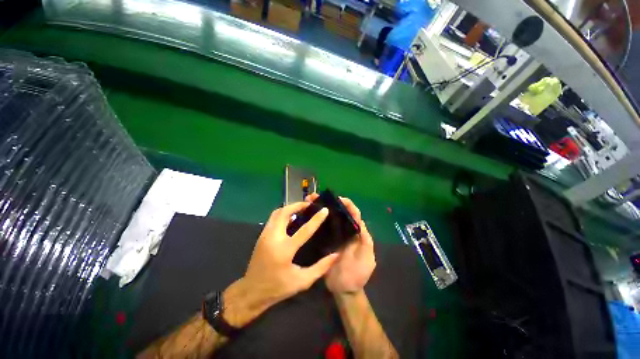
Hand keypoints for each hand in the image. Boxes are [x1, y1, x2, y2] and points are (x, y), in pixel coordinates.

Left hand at [223, 202, 338, 327]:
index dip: (316, 219)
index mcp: (285, 250)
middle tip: (309, 204)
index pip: (304, 230)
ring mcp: (265, 235)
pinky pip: (273, 218)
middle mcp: (273, 238)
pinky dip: (283, 213)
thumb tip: (335, 254)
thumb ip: (320, 268)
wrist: (251, 291)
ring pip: (277, 213)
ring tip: (301, 208)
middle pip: (284, 213)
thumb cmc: (278, 287)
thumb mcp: (302, 281)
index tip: (324, 209)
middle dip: (298, 205)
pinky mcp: (261, 235)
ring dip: (289, 208)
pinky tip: (291, 217)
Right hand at [305, 194, 375, 294]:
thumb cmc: (357, 275)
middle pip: (339, 213)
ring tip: (308, 202)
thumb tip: (361, 224)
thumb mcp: (366, 259)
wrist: (344, 291)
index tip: (338, 199)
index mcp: (356, 233)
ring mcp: (334, 237)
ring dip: (320, 209)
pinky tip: (306, 217)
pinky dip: (315, 222)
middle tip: (316, 197)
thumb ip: (366, 242)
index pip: (354, 215)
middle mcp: (345, 232)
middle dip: (329, 203)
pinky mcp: (324, 242)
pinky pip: (320, 229)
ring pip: (328, 219)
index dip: (348, 204)